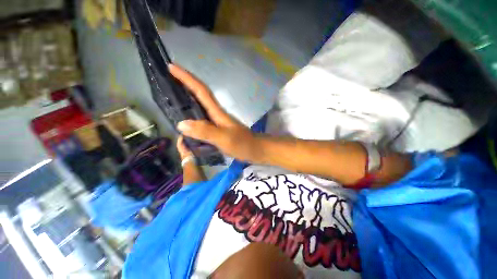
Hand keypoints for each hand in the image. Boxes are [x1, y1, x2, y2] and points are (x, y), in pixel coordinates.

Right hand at [169, 64, 258, 161]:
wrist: (256, 150)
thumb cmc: (243, 144)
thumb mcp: (224, 138)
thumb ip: (205, 131)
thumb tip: (181, 123)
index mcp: (217, 112)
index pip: (201, 91)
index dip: (187, 78)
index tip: (172, 67)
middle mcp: (216, 114)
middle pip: (200, 95)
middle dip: (184, 85)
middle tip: (167, 79)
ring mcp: (218, 122)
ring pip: (200, 107)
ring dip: (187, 99)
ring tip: (171, 96)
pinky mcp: (219, 130)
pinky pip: (202, 120)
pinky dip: (193, 117)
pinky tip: (186, 120)